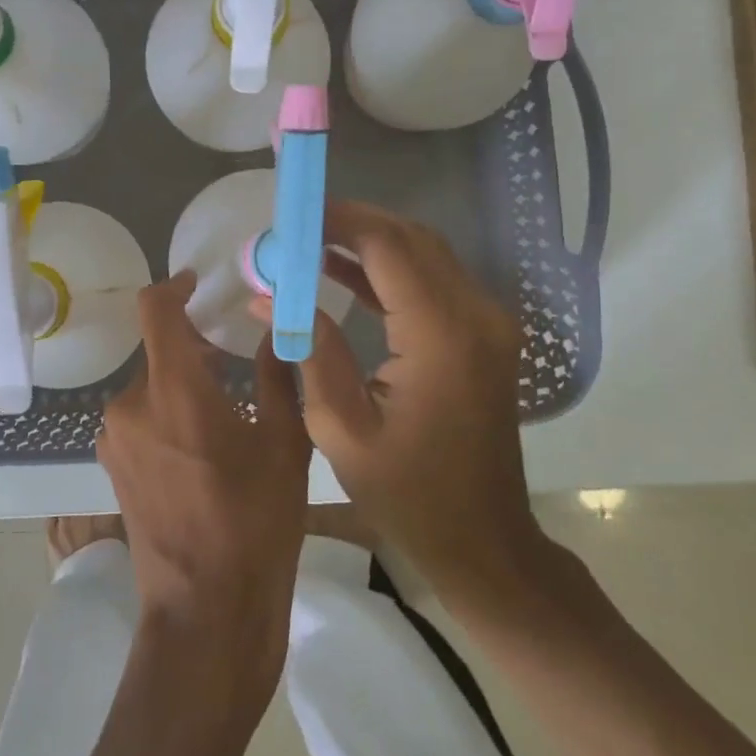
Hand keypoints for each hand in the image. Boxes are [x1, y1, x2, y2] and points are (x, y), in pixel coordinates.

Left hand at [96, 270, 311, 713]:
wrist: (205, 611)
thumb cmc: (255, 524)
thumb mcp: (284, 445)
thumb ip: (279, 376)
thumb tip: (278, 330)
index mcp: (173, 389)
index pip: (155, 310)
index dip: (173, 287)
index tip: (197, 284)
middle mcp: (130, 404)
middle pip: (157, 351)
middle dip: (193, 347)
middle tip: (236, 361)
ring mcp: (114, 438)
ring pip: (150, 387)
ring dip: (182, 384)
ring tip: (226, 410)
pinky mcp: (111, 466)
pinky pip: (140, 418)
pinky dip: (167, 413)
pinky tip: (201, 447)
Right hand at [276, 200, 558, 610]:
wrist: (482, 539)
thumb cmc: (407, 494)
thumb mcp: (339, 427)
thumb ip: (310, 348)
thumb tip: (267, 295)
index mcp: (440, 337)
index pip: (388, 247)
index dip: (337, 221)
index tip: (291, 216)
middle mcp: (475, 316)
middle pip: (410, 238)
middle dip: (350, 223)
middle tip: (295, 227)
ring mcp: (487, 324)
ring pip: (424, 253)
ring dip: (368, 242)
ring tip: (308, 243)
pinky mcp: (483, 335)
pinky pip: (433, 281)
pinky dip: (389, 270)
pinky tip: (342, 272)